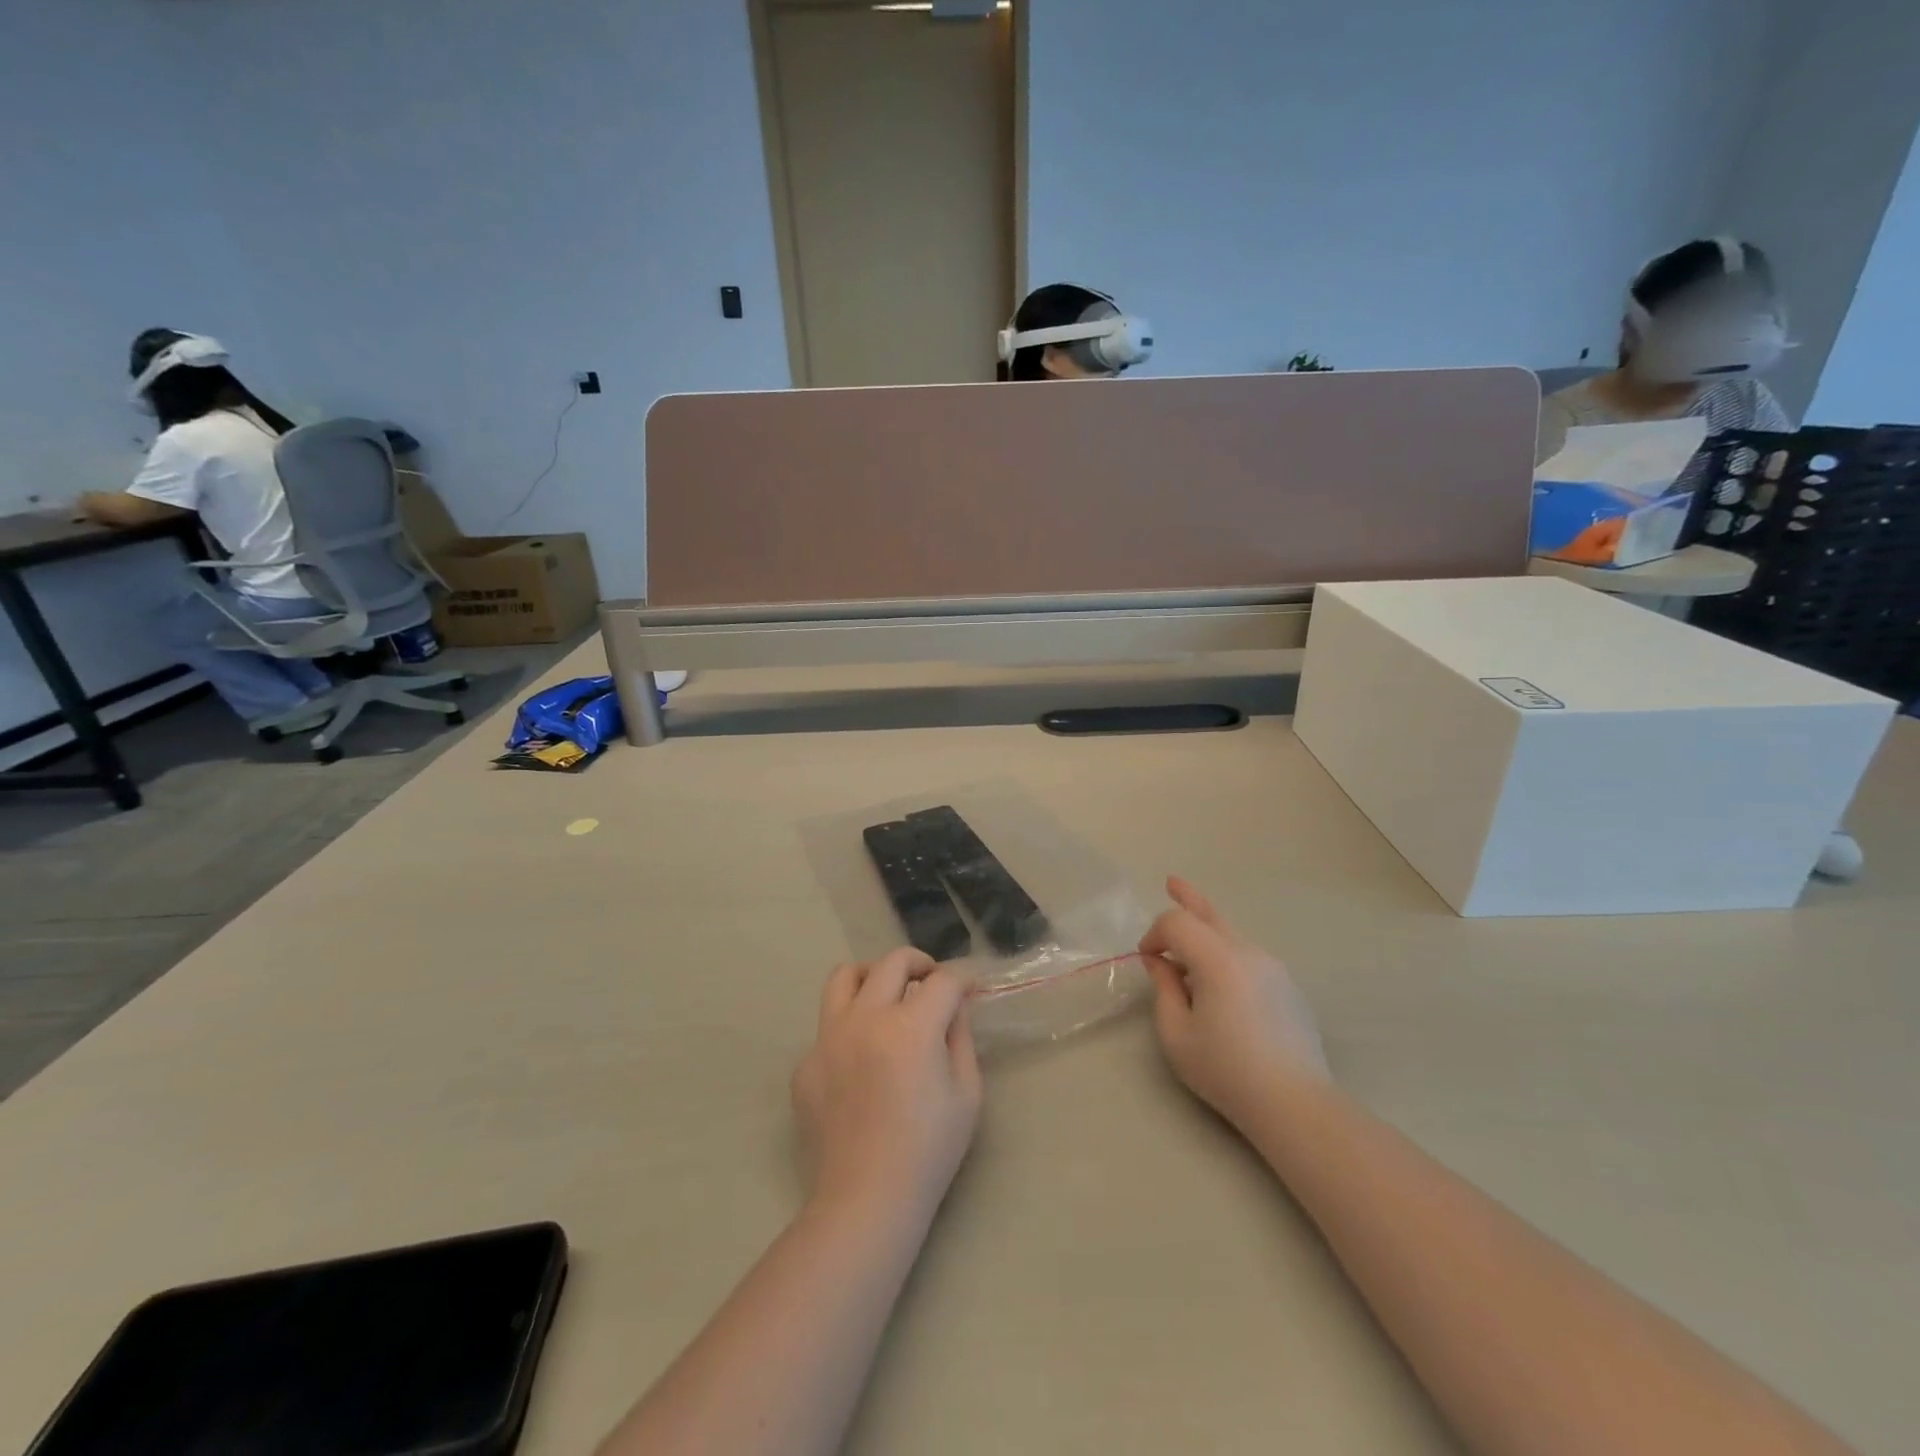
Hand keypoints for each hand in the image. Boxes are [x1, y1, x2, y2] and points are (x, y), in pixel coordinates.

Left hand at [791, 948, 982, 1216]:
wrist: (866, 1200)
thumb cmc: (928, 1150)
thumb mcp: (966, 1093)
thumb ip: (960, 1038)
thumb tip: (953, 1008)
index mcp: (910, 1026)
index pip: (942, 980)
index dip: (962, 978)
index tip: (969, 988)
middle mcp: (865, 1018)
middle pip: (892, 962)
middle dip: (920, 963)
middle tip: (932, 982)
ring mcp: (828, 1038)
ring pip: (845, 977)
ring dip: (873, 977)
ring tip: (887, 996)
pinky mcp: (805, 1064)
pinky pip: (827, 1027)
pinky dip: (849, 1028)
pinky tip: (861, 1061)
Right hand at [1138, 876, 1328, 1128]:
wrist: (1294, 1102)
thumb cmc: (1226, 1070)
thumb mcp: (1176, 1034)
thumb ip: (1164, 988)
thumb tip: (1160, 962)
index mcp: (1218, 960)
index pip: (1177, 923)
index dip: (1154, 934)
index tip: (1146, 960)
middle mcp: (1247, 952)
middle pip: (1210, 913)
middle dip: (1187, 898)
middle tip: (1171, 882)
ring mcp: (1272, 967)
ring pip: (1231, 934)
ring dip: (1205, 931)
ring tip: (1187, 939)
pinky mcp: (1286, 985)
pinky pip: (1247, 955)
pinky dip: (1225, 953)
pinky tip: (1217, 982)